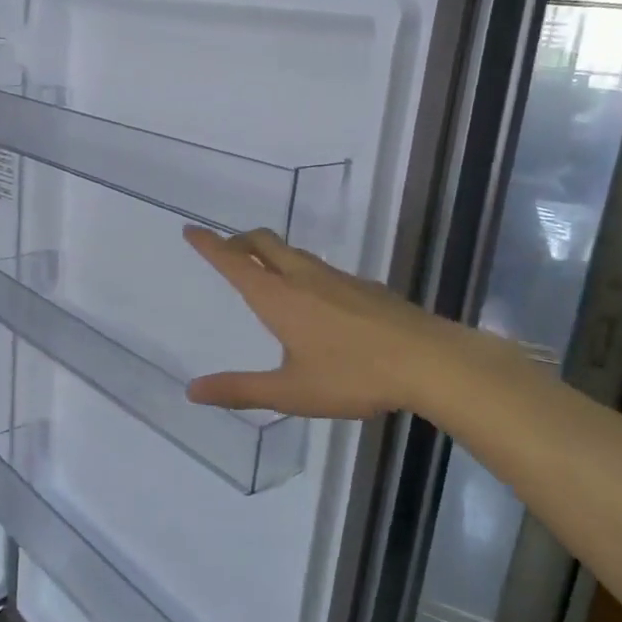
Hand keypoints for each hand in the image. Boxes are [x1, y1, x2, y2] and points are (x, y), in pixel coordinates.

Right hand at [183, 227, 511, 418]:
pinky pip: (322, 269)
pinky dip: (302, 270)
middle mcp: (304, 278)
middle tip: (226, 249)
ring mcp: (339, 279)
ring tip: (265, 271)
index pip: (234, 262)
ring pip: (295, 253)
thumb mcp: (291, 392)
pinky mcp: (366, 288)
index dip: (209, 245)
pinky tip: (317, 299)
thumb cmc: (354, 376)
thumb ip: (241, 390)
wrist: (431, 361)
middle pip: (264, 243)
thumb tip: (192, 392)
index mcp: (279, 298)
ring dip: (271, 253)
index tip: (191, 230)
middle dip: (240, 240)